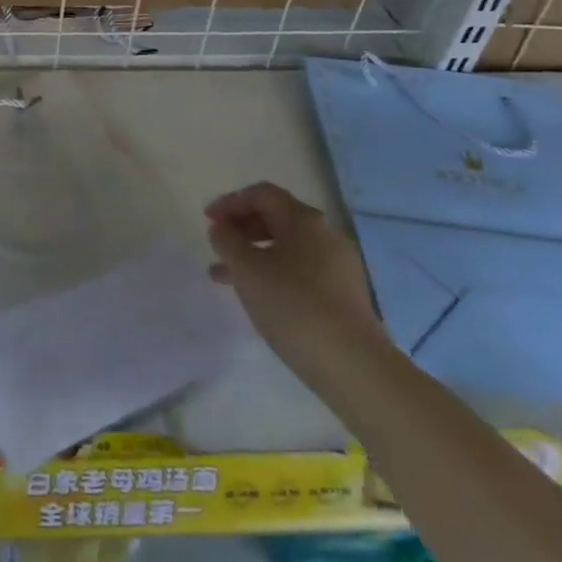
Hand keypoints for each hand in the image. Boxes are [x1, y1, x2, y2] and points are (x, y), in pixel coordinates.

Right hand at [205, 181, 386, 358]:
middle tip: (217, 246)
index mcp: (305, 220)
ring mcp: (338, 266)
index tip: (207, 220)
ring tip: (224, 277)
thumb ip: (227, 241)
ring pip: (286, 248)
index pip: (262, 194)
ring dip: (253, 254)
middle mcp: (326, 235)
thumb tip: (221, 228)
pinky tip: (258, 296)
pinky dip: (273, 273)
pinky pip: (300, 270)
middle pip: (276, 218)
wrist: (354, 366)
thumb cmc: (293, 305)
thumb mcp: (246, 269)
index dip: (230, 201)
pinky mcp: (343, 295)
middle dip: (241, 228)